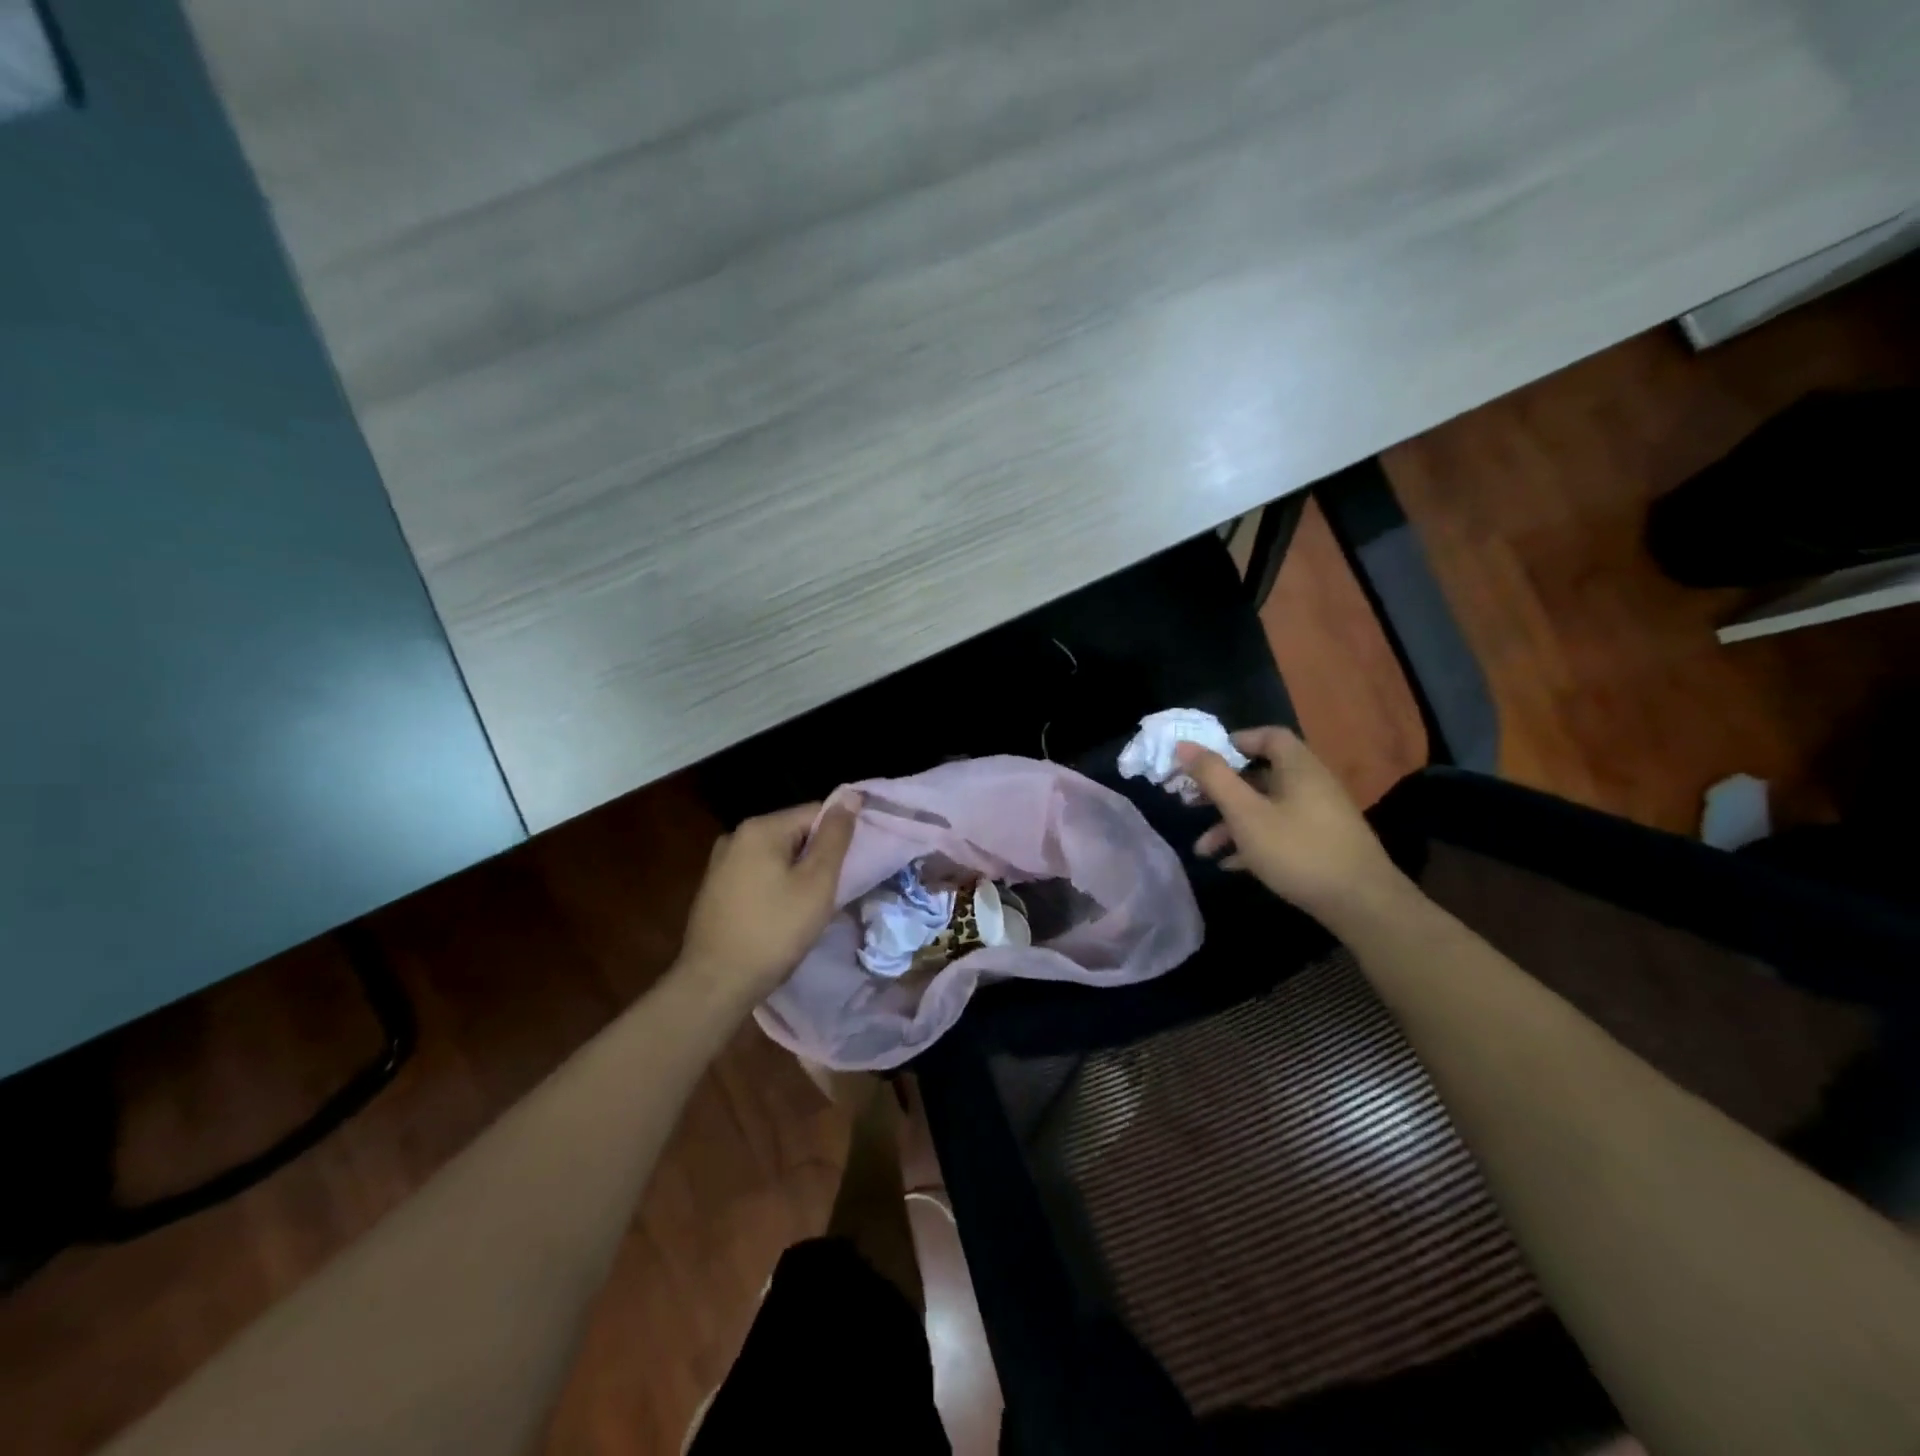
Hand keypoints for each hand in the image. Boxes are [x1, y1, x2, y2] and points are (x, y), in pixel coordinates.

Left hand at [678, 800, 858, 1000]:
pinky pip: (757, 874)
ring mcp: (720, 863)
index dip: (838, 837)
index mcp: (760, 828)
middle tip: (832, 891)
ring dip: (797, 873)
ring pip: (776, 856)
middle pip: (794, 832)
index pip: (815, 813)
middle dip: (816, 857)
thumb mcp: (817, 882)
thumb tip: (851, 796)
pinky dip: (775, 886)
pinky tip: (781, 915)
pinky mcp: (715, 888)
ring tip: (809, 906)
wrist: (716, 983)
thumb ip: (835, 837)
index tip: (851, 867)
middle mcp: (735, 836)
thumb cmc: (774, 931)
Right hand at [1178, 727, 1406, 923]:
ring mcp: (1318, 815)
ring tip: (1202, 849)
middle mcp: (1311, 784)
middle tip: (1190, 802)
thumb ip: (1214, 777)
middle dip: (1221, 790)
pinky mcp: (1320, 843)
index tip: (1203, 760)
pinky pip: (1279, 831)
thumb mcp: (1246, 813)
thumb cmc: (1298, 849)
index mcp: (1298, 767)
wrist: (1361, 904)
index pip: (1268, 736)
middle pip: (1260, 774)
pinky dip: (1252, 841)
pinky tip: (1229, 864)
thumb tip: (1183, 744)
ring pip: (1265, 808)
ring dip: (1231, 823)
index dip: (1234, 742)